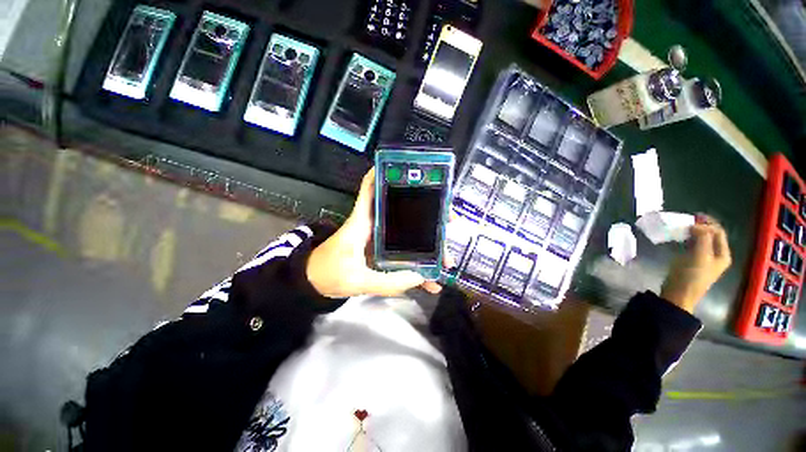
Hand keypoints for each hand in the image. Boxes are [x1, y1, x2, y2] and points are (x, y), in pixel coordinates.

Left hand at [306, 167, 443, 297]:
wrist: (314, 283)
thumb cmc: (328, 274)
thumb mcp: (357, 280)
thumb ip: (387, 281)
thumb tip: (420, 276)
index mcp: (363, 222)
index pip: (370, 188)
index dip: (384, 173)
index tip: (408, 169)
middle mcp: (374, 225)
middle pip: (402, 211)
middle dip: (427, 214)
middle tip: (448, 222)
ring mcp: (379, 238)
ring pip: (407, 233)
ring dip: (427, 242)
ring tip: (445, 256)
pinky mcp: (381, 250)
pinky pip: (403, 252)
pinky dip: (416, 263)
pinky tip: (429, 277)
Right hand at [660, 215, 731, 312]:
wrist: (679, 293)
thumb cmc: (692, 275)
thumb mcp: (700, 256)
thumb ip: (702, 238)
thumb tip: (696, 225)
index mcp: (722, 254)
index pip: (718, 232)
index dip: (708, 223)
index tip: (693, 217)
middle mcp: (715, 254)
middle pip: (711, 234)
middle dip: (700, 226)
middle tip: (687, 220)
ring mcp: (703, 258)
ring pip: (700, 239)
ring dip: (693, 231)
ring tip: (682, 226)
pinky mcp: (690, 260)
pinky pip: (691, 245)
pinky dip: (686, 238)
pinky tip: (679, 237)